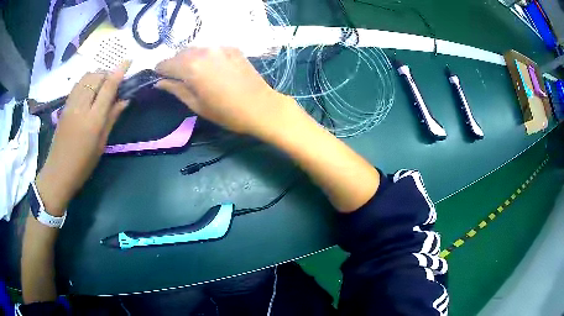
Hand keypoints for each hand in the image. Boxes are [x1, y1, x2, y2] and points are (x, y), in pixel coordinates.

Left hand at [36, 62, 129, 215]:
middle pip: (96, 77)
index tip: (128, 60)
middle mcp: (81, 106)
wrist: (58, 172)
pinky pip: (77, 85)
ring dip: (96, 76)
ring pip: (86, 78)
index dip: (119, 71)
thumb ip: (112, 118)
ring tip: (101, 85)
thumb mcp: (101, 144)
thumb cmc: (83, 164)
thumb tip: (125, 100)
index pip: (108, 87)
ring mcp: (71, 104)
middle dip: (107, 74)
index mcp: (93, 119)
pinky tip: (89, 90)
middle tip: (114, 83)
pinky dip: (86, 81)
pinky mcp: (64, 106)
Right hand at [155, 47, 299, 138]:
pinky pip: (210, 48)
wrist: (261, 106)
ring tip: (193, 73)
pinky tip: (211, 68)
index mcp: (191, 67)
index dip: (160, 71)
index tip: (159, 77)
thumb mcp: (196, 105)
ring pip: (195, 49)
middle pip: (180, 53)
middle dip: (174, 64)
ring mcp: (219, 47)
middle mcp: (203, 51)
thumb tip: (160, 82)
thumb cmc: (226, 112)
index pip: (166, 63)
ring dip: (189, 58)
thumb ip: (176, 89)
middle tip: (176, 78)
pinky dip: (204, 56)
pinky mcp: (232, 48)